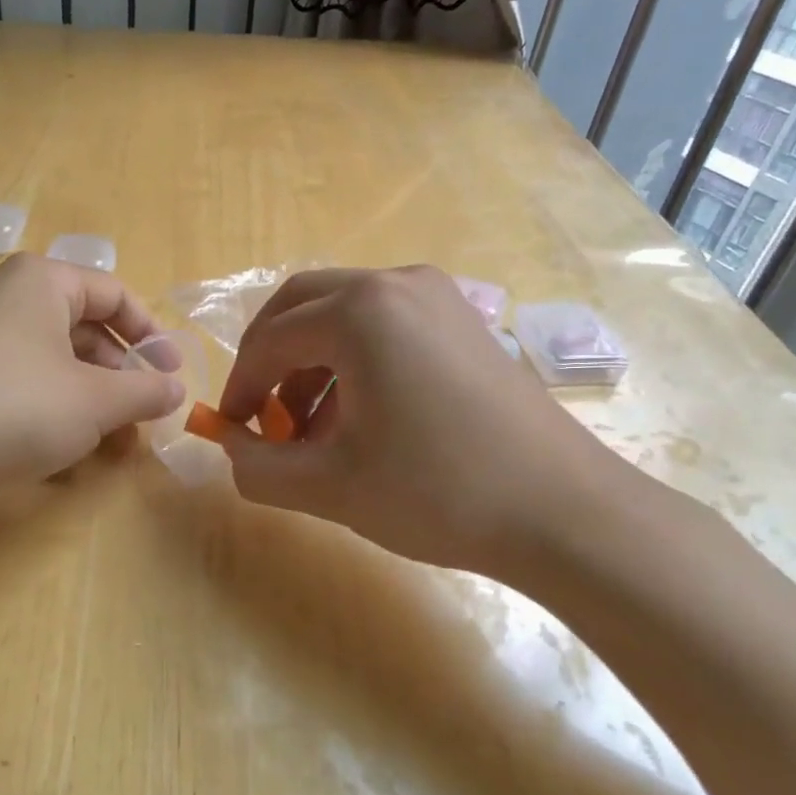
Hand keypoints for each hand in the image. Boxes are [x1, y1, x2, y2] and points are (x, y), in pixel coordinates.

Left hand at [0, 254, 184, 507]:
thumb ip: (144, 392)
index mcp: (41, 281)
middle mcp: (5, 293)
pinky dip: (50, 400)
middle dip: (118, 372)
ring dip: (88, 392)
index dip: (150, 335)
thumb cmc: (15, 407)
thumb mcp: (95, 402)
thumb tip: (176, 390)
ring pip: (51, 354)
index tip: (170, 375)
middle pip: (82, 324)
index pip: (114, 293)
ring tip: (108, 437)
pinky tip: (60, 441)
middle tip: (140, 412)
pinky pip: (19, 373)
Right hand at [216, 266, 650, 586]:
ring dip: (310, 359)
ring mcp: (436, 295)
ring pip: (342, 311)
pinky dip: (353, 357)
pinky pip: (383, 322)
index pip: (270, 340)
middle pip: (301, 305)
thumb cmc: (438, 492)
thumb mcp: (330, 487)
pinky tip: (359, 413)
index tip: (231, 428)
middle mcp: (395, 282)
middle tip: (260, 411)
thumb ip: (259, 467)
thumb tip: (230, 449)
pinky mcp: (462, 319)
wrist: (565, 512)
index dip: (240, 386)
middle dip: (269, 357)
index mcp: (359, 311)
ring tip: (310, 424)